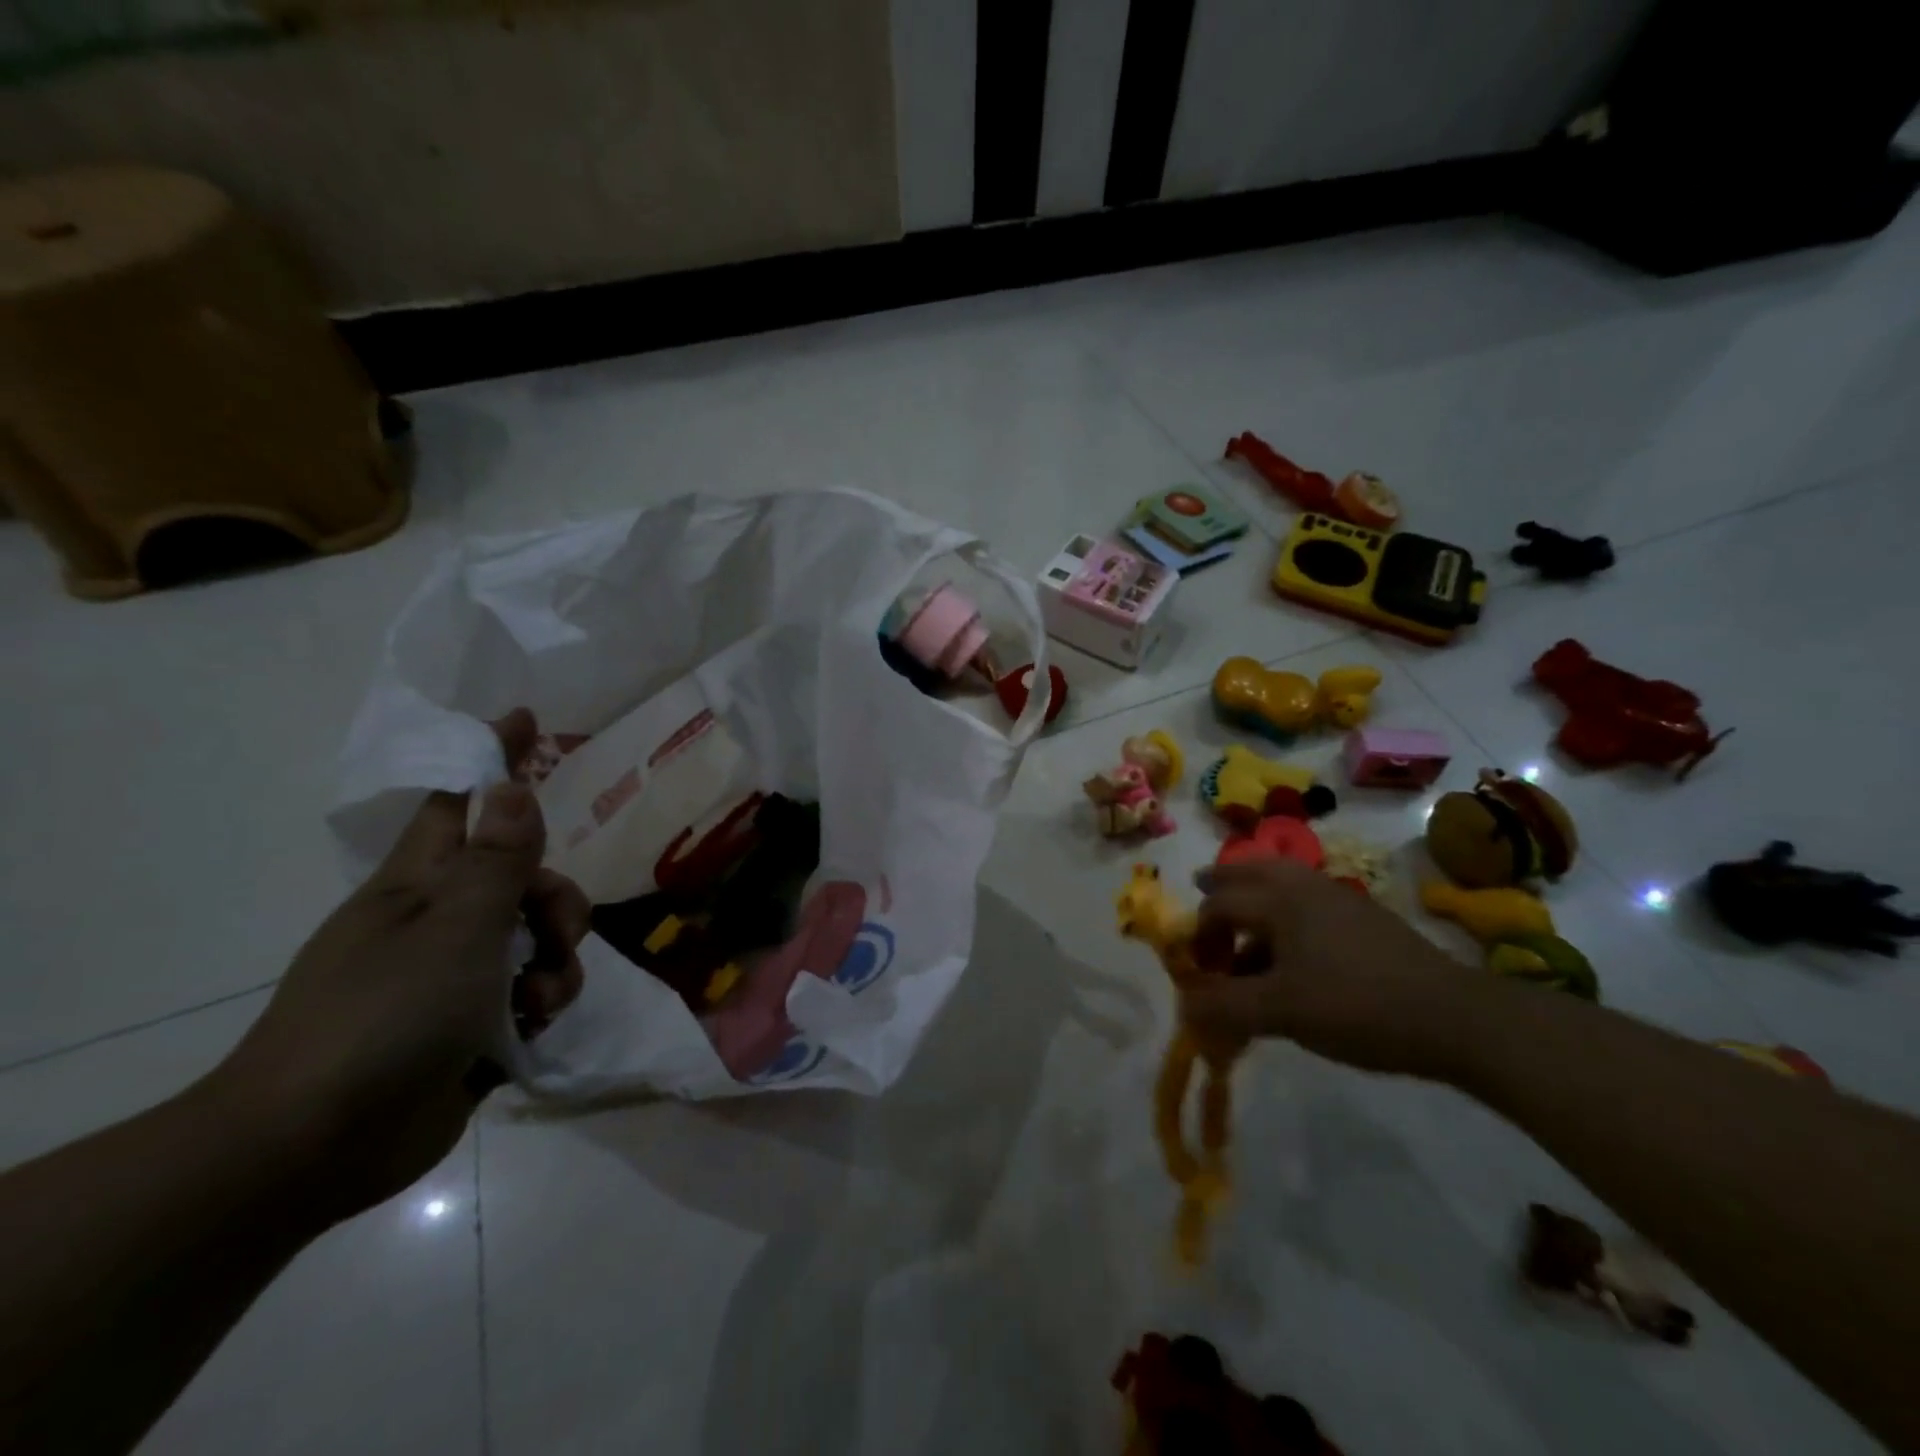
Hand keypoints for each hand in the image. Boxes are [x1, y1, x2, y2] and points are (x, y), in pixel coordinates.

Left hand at [214, 709, 588, 1220]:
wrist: (313, 1148)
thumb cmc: (383, 1016)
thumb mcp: (457, 928)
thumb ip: (497, 859)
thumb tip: (511, 784)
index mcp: (419, 885)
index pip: (461, 802)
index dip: (493, 759)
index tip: (527, 720)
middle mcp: (438, 921)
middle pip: (521, 878)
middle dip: (557, 898)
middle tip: (558, 931)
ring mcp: (452, 976)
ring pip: (535, 938)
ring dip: (558, 959)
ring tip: (541, 998)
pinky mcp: (470, 1025)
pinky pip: (530, 991)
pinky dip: (543, 1002)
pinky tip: (533, 1028)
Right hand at [1182, 860, 1478, 1079]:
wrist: (1454, 1017)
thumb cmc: (1356, 1006)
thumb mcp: (1281, 1012)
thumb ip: (1225, 1007)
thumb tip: (1184, 1007)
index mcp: (1279, 900)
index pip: (1219, 904)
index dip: (1197, 934)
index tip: (1195, 969)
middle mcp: (1304, 887)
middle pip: (1250, 870)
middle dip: (1222, 882)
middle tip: (1201, 889)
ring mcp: (1339, 898)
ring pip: (1282, 879)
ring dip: (1254, 891)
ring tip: (1242, 912)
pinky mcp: (1364, 917)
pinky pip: (1307, 899)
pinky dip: (1284, 909)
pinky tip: (1290, 944)